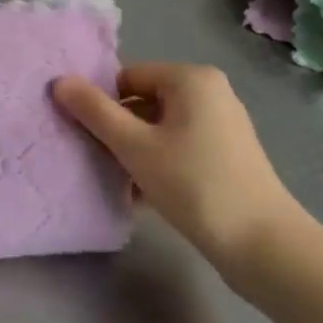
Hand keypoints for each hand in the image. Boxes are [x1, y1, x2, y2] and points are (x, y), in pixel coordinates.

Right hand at [53, 63, 310, 276]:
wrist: (263, 245)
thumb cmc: (194, 184)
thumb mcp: (135, 147)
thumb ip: (95, 112)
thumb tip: (60, 81)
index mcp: (190, 78)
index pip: (128, 78)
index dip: (104, 105)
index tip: (91, 139)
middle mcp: (210, 91)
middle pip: (145, 102)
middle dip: (121, 131)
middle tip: (104, 163)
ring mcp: (224, 124)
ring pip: (162, 128)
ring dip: (138, 152)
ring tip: (123, 185)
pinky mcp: (230, 155)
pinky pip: (182, 147)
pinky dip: (161, 164)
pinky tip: (145, 197)